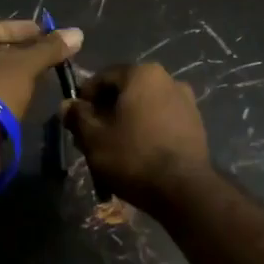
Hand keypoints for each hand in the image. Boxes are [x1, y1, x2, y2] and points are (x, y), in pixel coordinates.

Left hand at [0, 18, 83, 119]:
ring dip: (12, 75)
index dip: (18, 29)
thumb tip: (77, 33)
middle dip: (17, 53)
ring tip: (39, 75)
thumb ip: (48, 49)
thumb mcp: (24, 66)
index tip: (43, 33)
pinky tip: (25, 97)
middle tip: (44, 54)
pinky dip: (4, 94)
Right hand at [63, 63, 211, 207]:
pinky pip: (162, 121)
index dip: (84, 97)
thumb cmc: (133, 156)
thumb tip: (67, 105)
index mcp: (143, 74)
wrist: (183, 189)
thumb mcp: (94, 138)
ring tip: (113, 147)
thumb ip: (78, 116)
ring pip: (145, 107)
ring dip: (126, 121)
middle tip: (91, 136)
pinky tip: (137, 153)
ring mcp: (187, 102)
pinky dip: (146, 130)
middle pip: (126, 91)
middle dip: (106, 110)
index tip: (75, 119)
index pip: (103, 77)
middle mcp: (169, 79)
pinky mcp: (196, 125)